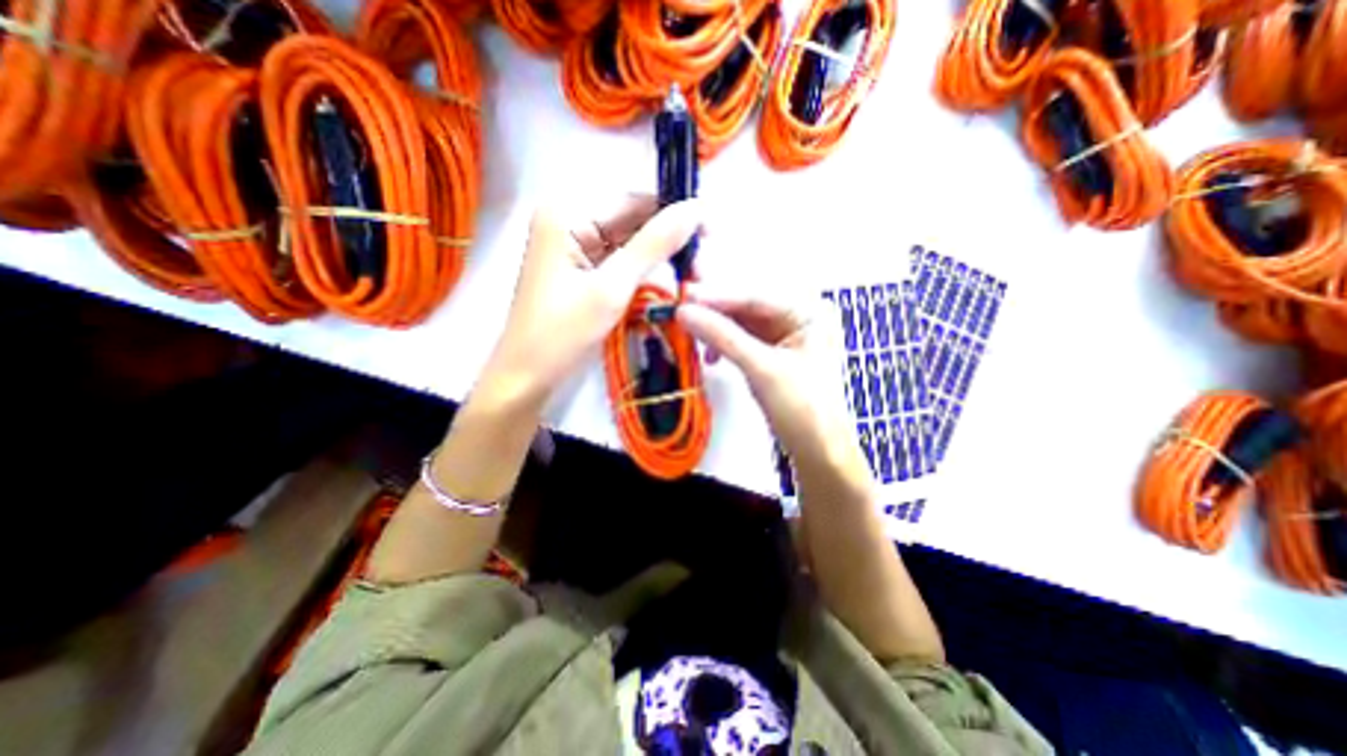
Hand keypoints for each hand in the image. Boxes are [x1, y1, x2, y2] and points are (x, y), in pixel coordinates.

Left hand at [482, 195, 700, 406]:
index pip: (634, 198)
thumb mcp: (613, 287)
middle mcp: (568, 219)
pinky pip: (619, 259)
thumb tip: (697, 208)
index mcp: (567, 213)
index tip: (711, 236)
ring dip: (660, 258)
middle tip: (702, 269)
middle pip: (632, 218)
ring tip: (691, 279)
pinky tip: (666, 283)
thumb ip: (655, 244)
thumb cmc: (562, 335)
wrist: (526, 378)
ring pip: (629, 241)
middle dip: (669, 240)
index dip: (675, 212)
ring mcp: (572, 245)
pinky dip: (643, 271)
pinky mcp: (579, 268)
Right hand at [674, 284, 851, 458]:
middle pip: (747, 307)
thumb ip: (723, 337)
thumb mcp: (762, 369)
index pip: (757, 297)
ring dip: (715, 328)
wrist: (816, 450)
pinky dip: (723, 345)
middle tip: (681, 306)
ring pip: (741, 323)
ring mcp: (784, 336)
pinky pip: (741, 340)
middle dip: (715, 310)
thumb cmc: (803, 408)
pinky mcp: (771, 354)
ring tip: (690, 330)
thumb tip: (685, 312)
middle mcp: (797, 318)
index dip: (719, 296)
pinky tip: (709, 355)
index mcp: (808, 312)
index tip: (686, 296)